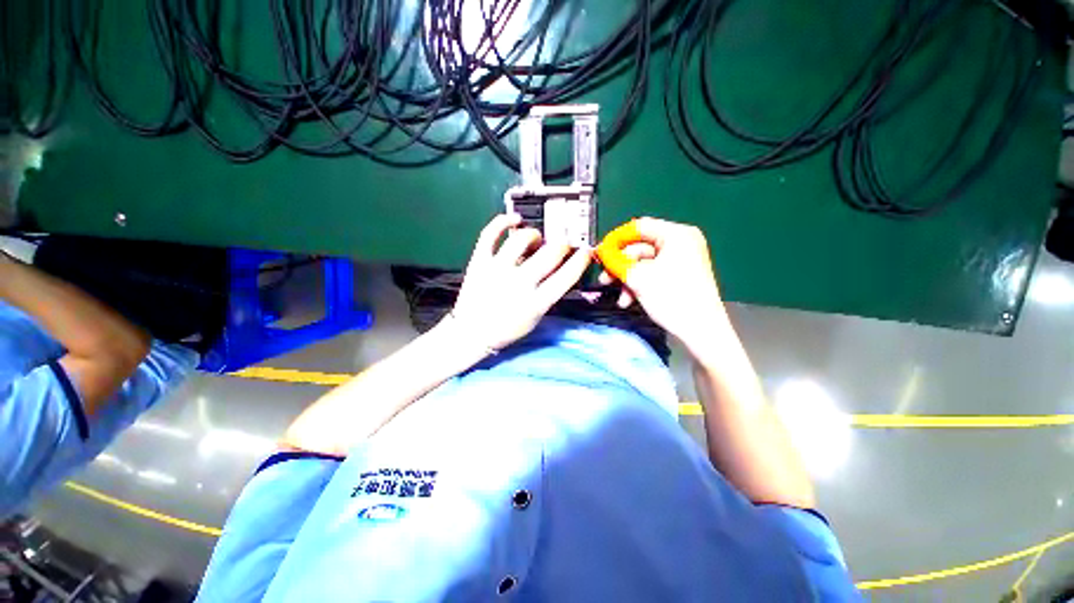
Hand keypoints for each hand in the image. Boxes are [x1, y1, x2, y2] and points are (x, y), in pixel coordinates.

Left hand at [450, 213, 591, 350]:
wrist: (471, 332)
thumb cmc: (507, 329)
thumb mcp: (535, 318)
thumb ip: (549, 295)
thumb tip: (562, 270)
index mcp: (536, 302)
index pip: (566, 276)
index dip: (581, 260)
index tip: (586, 251)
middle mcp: (519, 283)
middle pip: (550, 253)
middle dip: (562, 245)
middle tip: (561, 245)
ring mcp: (497, 269)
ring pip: (522, 239)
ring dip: (535, 235)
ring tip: (535, 239)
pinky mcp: (479, 261)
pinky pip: (490, 233)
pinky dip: (503, 221)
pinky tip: (515, 219)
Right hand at [598, 217, 728, 351]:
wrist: (700, 331)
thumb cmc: (672, 298)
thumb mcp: (638, 277)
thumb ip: (616, 260)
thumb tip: (601, 250)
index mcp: (677, 235)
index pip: (639, 227)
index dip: (617, 239)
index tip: (600, 252)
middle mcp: (681, 243)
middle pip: (640, 248)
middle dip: (620, 266)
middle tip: (604, 278)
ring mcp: (681, 260)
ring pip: (643, 264)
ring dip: (627, 279)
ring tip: (619, 297)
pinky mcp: (678, 275)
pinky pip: (652, 273)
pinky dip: (638, 285)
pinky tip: (629, 300)